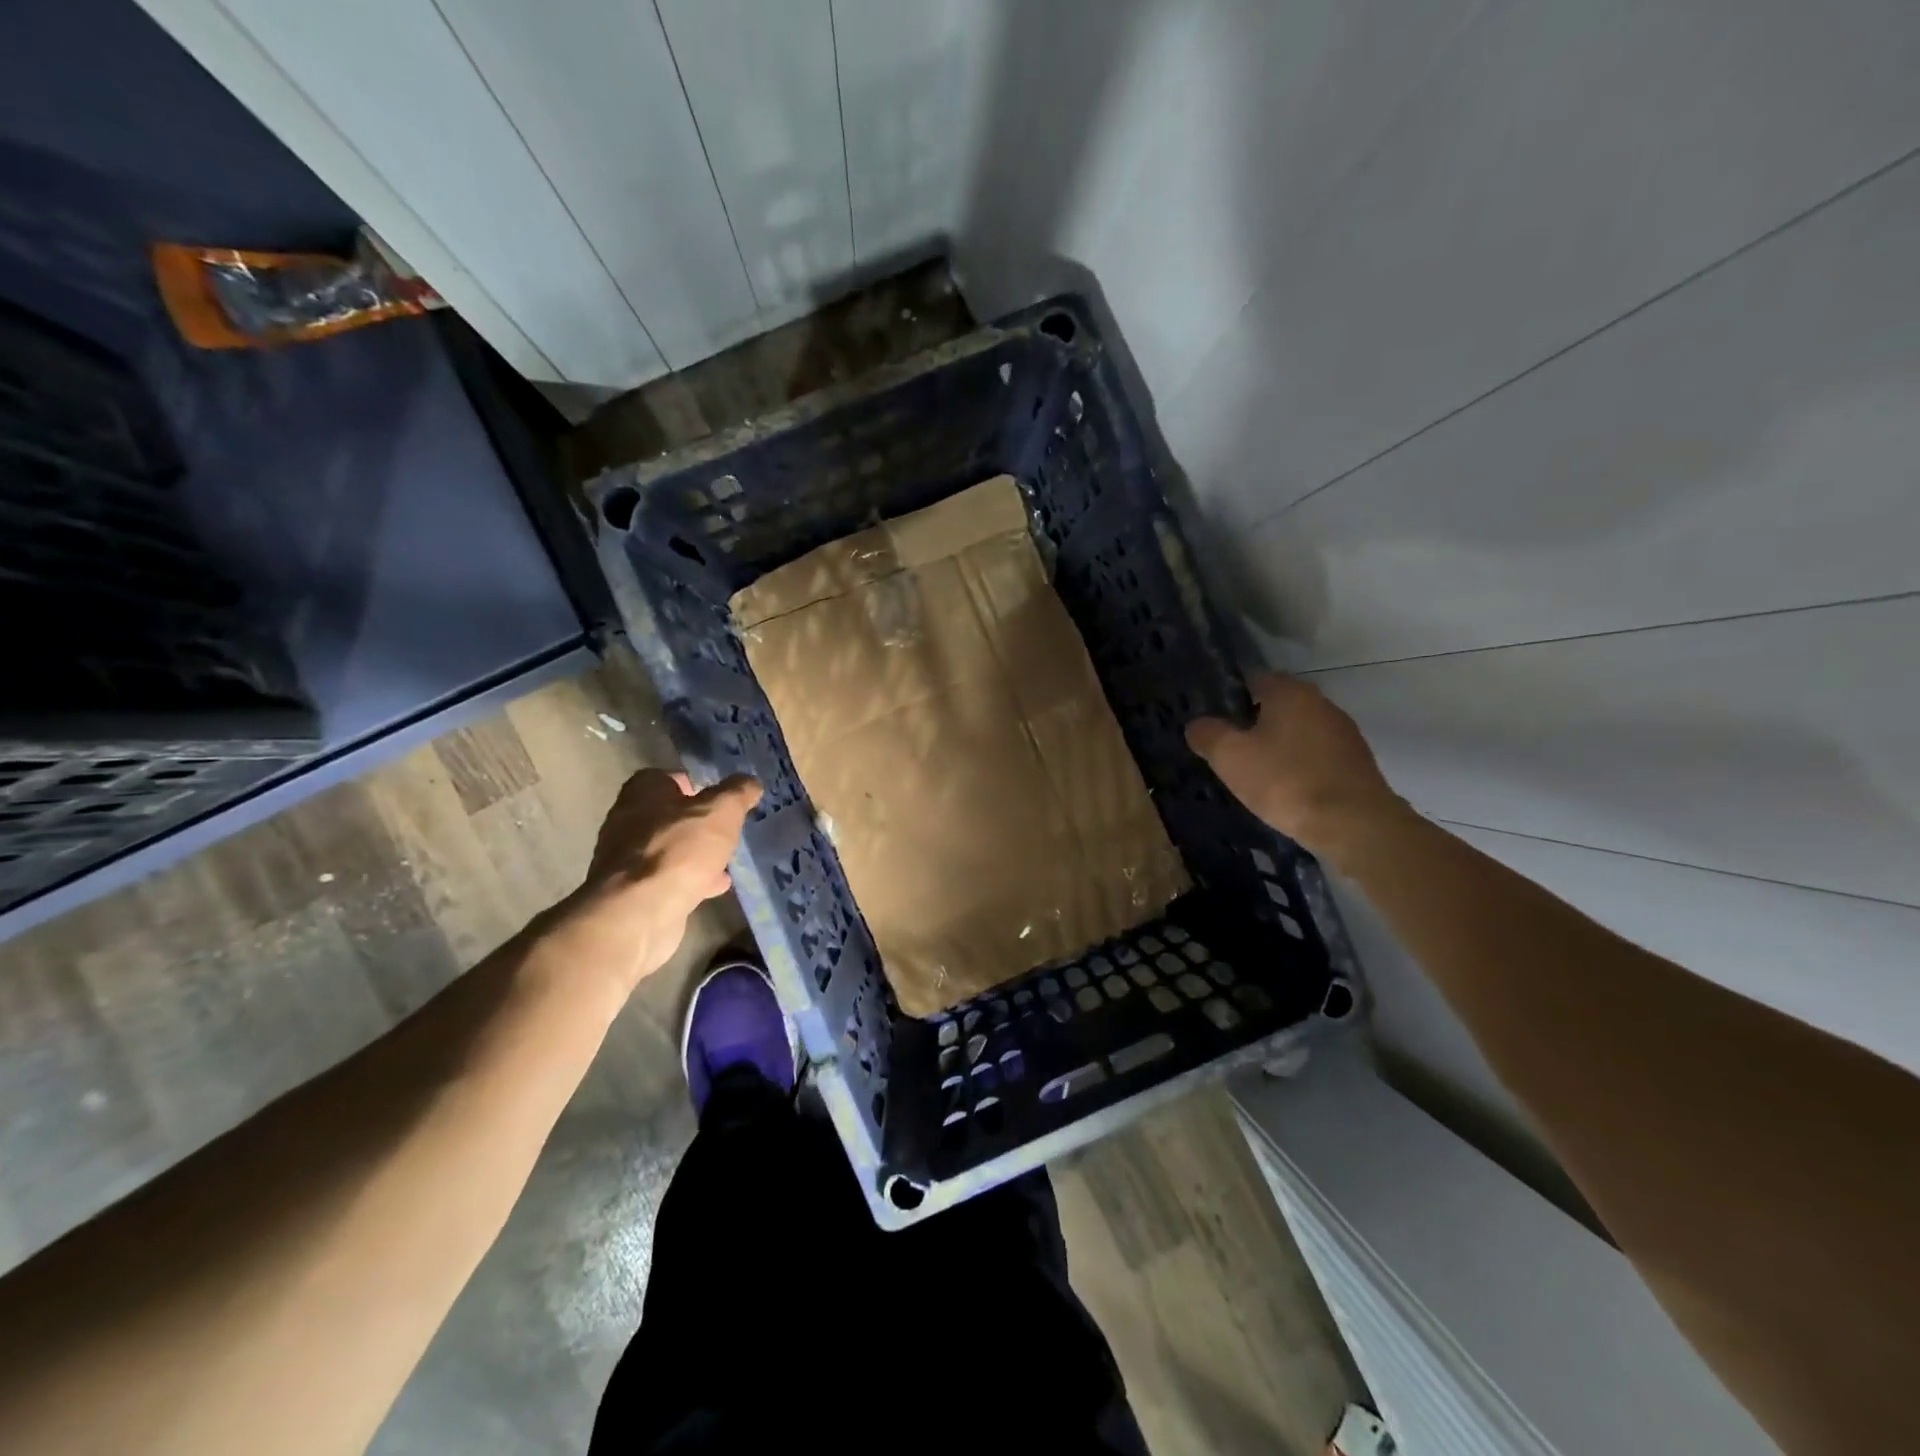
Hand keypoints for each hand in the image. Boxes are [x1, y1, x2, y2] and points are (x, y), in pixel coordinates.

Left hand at [553, 770, 761, 994]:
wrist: (639, 912)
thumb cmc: (680, 850)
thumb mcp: (721, 812)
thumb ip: (738, 793)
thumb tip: (750, 782)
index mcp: (643, 792)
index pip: (669, 777)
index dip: (695, 784)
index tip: (720, 797)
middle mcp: (627, 820)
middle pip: (668, 814)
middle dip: (696, 822)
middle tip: (726, 828)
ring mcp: (625, 859)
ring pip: (668, 848)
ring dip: (694, 852)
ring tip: (726, 859)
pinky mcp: (632, 891)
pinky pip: (667, 877)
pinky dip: (689, 878)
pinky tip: (714, 887)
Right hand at [1185, 673, 1408, 865]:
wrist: (1353, 824)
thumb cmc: (1285, 781)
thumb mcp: (1230, 757)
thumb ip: (1207, 734)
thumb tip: (1197, 724)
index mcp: (1290, 692)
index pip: (1252, 679)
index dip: (1229, 698)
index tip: (1213, 722)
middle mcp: (1320, 702)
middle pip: (1277, 705)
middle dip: (1253, 723)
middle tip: (1230, 750)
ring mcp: (1343, 732)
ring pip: (1297, 731)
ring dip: (1278, 746)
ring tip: (1256, 773)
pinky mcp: (1356, 761)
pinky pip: (1316, 754)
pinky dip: (1299, 765)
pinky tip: (1286, 788)